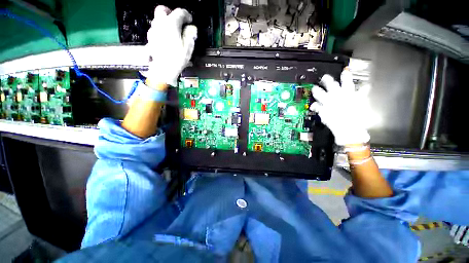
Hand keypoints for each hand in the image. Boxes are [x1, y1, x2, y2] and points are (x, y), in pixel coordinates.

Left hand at [144, 6, 196, 86]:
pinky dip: (162, 31)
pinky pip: (156, 29)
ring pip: (158, 20)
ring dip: (166, 22)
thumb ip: (190, 35)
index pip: (180, 12)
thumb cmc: (177, 59)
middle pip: (163, 10)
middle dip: (171, 12)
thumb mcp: (188, 48)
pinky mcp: (150, 38)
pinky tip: (166, 40)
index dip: (186, 15)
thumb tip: (192, 28)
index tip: (190, 21)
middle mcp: (160, 23)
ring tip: (173, 32)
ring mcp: (153, 30)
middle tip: (177, 21)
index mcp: (171, 24)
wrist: (163, 70)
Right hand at [310, 69, 369, 145]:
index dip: (316, 89)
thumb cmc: (335, 123)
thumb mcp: (323, 116)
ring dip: (345, 77)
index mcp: (327, 100)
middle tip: (325, 77)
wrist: (349, 128)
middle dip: (327, 80)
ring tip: (345, 72)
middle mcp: (337, 96)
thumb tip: (313, 106)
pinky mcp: (358, 99)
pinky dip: (365, 88)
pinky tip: (367, 85)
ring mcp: (348, 96)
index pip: (319, 92)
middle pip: (331, 84)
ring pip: (346, 83)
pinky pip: (363, 91)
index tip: (314, 88)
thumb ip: (319, 109)